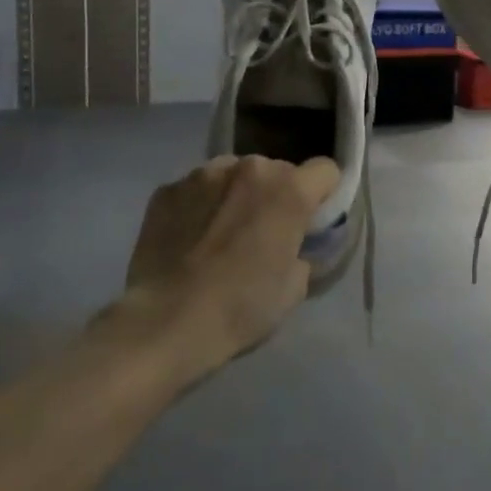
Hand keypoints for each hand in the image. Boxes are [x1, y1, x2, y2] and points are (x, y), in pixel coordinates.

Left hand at [113, 154, 338, 377]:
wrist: (165, 322)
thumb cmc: (240, 307)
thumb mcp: (294, 288)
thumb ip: (300, 251)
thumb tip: (290, 245)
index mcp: (288, 190)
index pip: (325, 170)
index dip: (323, 195)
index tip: (312, 220)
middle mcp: (248, 168)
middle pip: (276, 170)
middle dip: (275, 195)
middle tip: (263, 233)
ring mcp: (202, 174)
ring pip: (233, 175)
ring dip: (236, 195)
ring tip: (221, 234)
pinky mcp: (166, 190)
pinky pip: (196, 190)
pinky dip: (200, 207)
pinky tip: (189, 240)